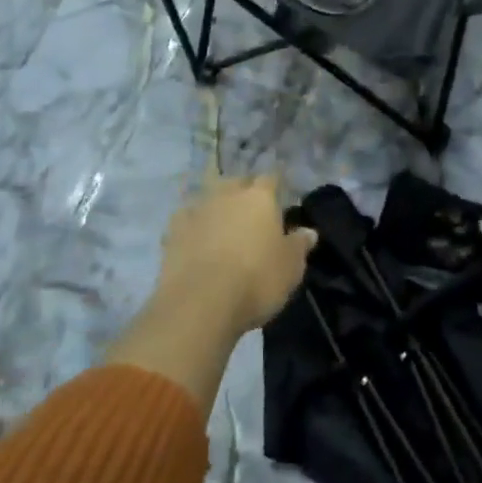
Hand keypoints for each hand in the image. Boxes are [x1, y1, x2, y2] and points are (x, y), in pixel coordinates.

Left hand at [156, 175, 316, 337]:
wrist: (200, 303)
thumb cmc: (256, 280)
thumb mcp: (291, 268)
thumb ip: (299, 245)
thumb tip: (309, 231)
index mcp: (259, 197)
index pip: (271, 179)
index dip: (276, 187)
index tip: (280, 199)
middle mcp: (227, 194)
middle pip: (237, 182)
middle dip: (244, 192)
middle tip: (251, 212)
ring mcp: (197, 210)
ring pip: (208, 197)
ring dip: (216, 207)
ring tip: (222, 224)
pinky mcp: (172, 231)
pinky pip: (186, 219)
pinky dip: (192, 225)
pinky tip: (195, 238)